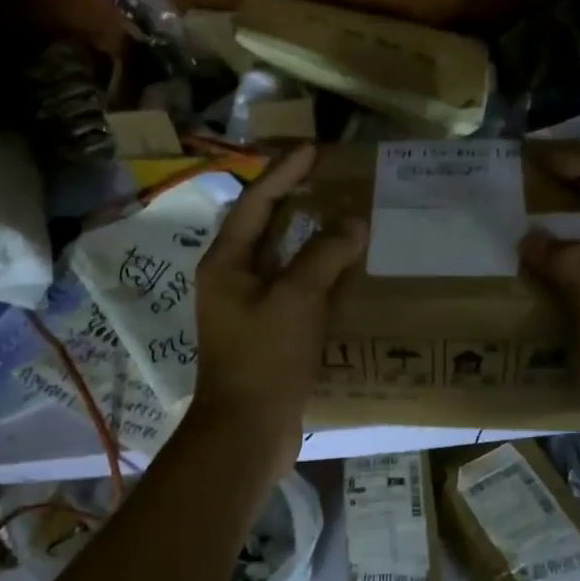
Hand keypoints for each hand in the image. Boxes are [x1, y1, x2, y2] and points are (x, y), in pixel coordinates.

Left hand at [185, 145, 367, 479]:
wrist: (247, 430)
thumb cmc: (265, 358)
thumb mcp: (296, 299)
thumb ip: (324, 255)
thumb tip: (353, 222)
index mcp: (226, 263)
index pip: (256, 202)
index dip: (285, 173)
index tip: (314, 149)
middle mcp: (231, 280)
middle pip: (265, 228)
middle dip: (296, 201)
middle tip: (331, 180)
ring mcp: (247, 309)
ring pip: (281, 261)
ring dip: (309, 240)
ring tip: (343, 219)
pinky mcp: (266, 335)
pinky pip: (293, 292)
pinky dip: (317, 276)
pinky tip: (344, 274)